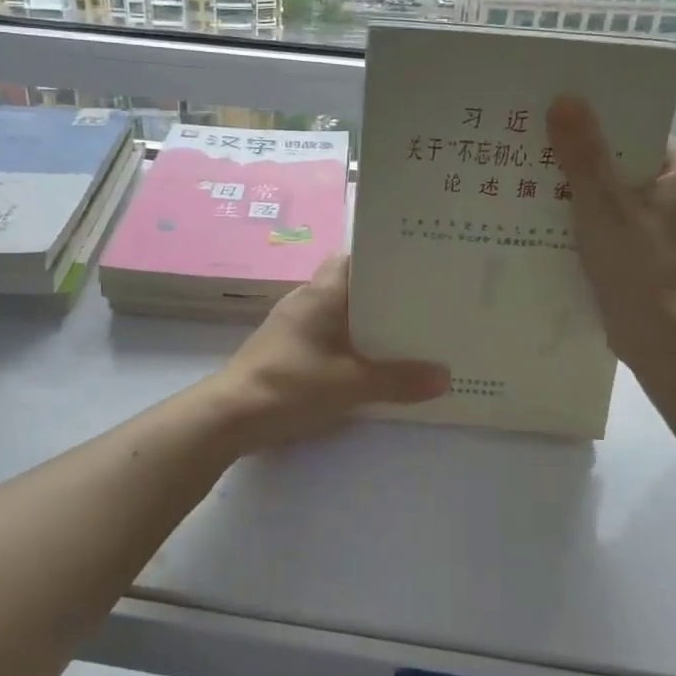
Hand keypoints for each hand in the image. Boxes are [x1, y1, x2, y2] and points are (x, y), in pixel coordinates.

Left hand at [207, 255, 448, 453]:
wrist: (230, 416)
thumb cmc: (290, 385)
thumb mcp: (350, 384)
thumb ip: (397, 380)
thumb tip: (444, 377)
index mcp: (319, 294)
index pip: (353, 259)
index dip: (384, 259)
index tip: (418, 265)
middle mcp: (305, 302)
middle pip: (350, 288)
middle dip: (384, 295)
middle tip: (425, 302)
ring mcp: (293, 327)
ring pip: (339, 315)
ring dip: (366, 324)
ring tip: (408, 332)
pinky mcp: (287, 352)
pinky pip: (327, 338)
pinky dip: (350, 345)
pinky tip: (372, 362)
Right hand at [546, 95, 675, 366]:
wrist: (660, 340)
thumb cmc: (638, 265)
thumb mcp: (603, 204)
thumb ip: (583, 153)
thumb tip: (564, 99)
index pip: (642, 133)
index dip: (603, 123)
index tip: (562, 118)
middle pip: (626, 164)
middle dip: (585, 159)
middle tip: (540, 148)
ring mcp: (670, 230)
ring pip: (618, 197)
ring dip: (583, 192)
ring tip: (536, 181)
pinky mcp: (652, 255)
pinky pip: (616, 225)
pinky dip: (590, 221)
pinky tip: (553, 222)